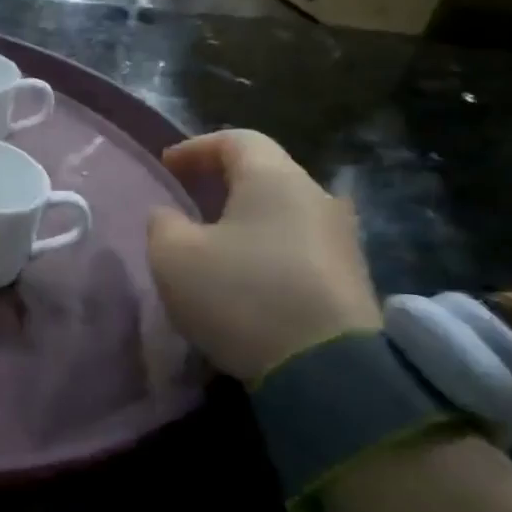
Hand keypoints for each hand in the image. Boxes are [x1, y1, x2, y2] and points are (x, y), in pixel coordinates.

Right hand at [147, 129, 381, 384]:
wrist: (327, 371)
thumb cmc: (241, 295)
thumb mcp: (173, 256)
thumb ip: (162, 224)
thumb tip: (170, 216)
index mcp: (274, 179)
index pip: (236, 140)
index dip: (196, 148)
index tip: (166, 166)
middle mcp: (316, 197)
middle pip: (264, 173)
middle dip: (221, 182)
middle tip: (187, 200)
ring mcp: (340, 239)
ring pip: (282, 211)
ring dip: (244, 218)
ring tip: (212, 241)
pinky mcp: (350, 279)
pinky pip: (297, 245)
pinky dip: (265, 247)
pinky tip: (244, 275)